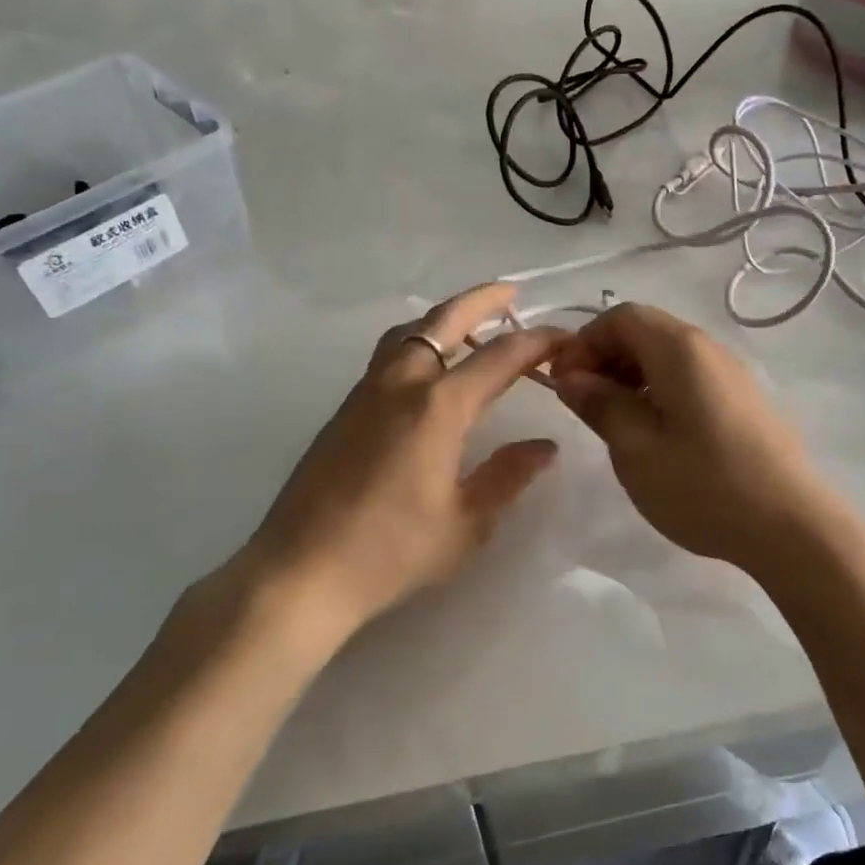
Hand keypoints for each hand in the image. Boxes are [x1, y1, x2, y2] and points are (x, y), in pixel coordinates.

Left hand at [227, 284, 565, 644]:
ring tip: (471, 328)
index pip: (500, 357)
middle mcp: (401, 384)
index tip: (565, 336)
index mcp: (438, 407)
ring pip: (409, 332)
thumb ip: (508, 476)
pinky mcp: (345, 410)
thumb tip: (545, 447)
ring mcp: (366, 392)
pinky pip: (389, 356)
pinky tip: (431, 372)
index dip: (537, 342)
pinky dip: (419, 342)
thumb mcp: (465, 524)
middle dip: (482, 301)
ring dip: (443, 318)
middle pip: (444, 321)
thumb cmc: (390, 552)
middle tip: (512, 292)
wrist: (300, 571)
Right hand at [551, 303, 858, 576]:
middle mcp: (709, 348)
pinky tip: (657, 432)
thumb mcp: (636, 449)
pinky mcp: (745, 399)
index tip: (564, 384)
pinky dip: (660, 389)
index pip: (621, 316)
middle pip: (646, 330)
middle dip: (606, 357)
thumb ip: (600, 404)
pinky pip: (691, 376)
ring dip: (632, 374)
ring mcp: (733, 373)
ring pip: (669, 354)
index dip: (584, 342)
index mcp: (680, 350)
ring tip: (616, 421)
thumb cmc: (705, 486)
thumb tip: (571, 377)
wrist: (793, 527)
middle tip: (585, 403)